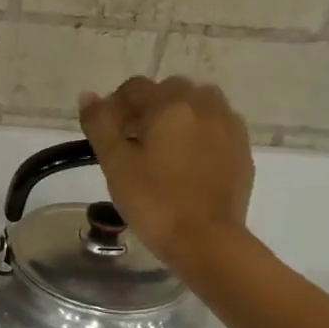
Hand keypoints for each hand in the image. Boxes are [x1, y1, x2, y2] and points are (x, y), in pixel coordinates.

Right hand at [79, 76, 255, 267]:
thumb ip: (100, 125)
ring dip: (176, 115)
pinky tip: (186, 161)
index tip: (105, 133)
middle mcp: (203, 105)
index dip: (114, 105)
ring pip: (198, 103)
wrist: (206, 240)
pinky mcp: (241, 148)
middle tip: (131, 141)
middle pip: (169, 90)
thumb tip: (87, 96)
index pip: (135, 88)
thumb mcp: (115, 164)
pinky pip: (216, 124)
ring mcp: (228, 126)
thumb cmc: (153, 201)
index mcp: (170, 105)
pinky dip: (198, 131)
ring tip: (162, 147)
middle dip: (146, 107)